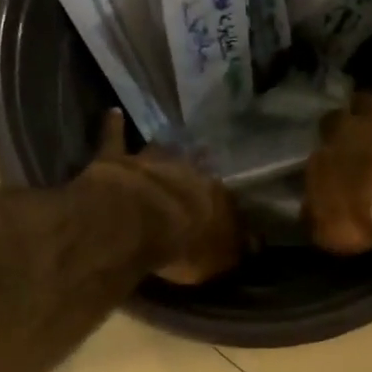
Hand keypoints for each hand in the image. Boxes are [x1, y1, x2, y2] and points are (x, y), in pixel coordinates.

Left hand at [81, 110, 242, 283]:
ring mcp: (148, 161)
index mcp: (211, 194)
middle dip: (198, 160)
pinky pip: (114, 138)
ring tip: (171, 137)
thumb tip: (257, 243)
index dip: (222, 194)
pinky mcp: (115, 160)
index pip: (222, 192)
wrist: (133, 224)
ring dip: (164, 145)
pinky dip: (114, 125)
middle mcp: (184, 169)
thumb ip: (234, 249)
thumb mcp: (217, 258)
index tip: (225, 193)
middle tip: (204, 153)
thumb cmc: (180, 246)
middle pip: (194, 162)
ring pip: (160, 147)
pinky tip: (114, 112)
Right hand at [305, 24, 371, 253]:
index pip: (316, 163)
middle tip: (345, 135)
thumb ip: (318, 221)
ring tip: (365, 100)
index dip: (324, 169)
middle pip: (335, 123)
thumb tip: (307, 215)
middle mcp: (345, 132)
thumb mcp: (331, 233)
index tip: (330, 178)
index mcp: (322, 164)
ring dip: (365, 101)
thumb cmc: (366, 215)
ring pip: (365, 98)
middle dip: (339, 128)